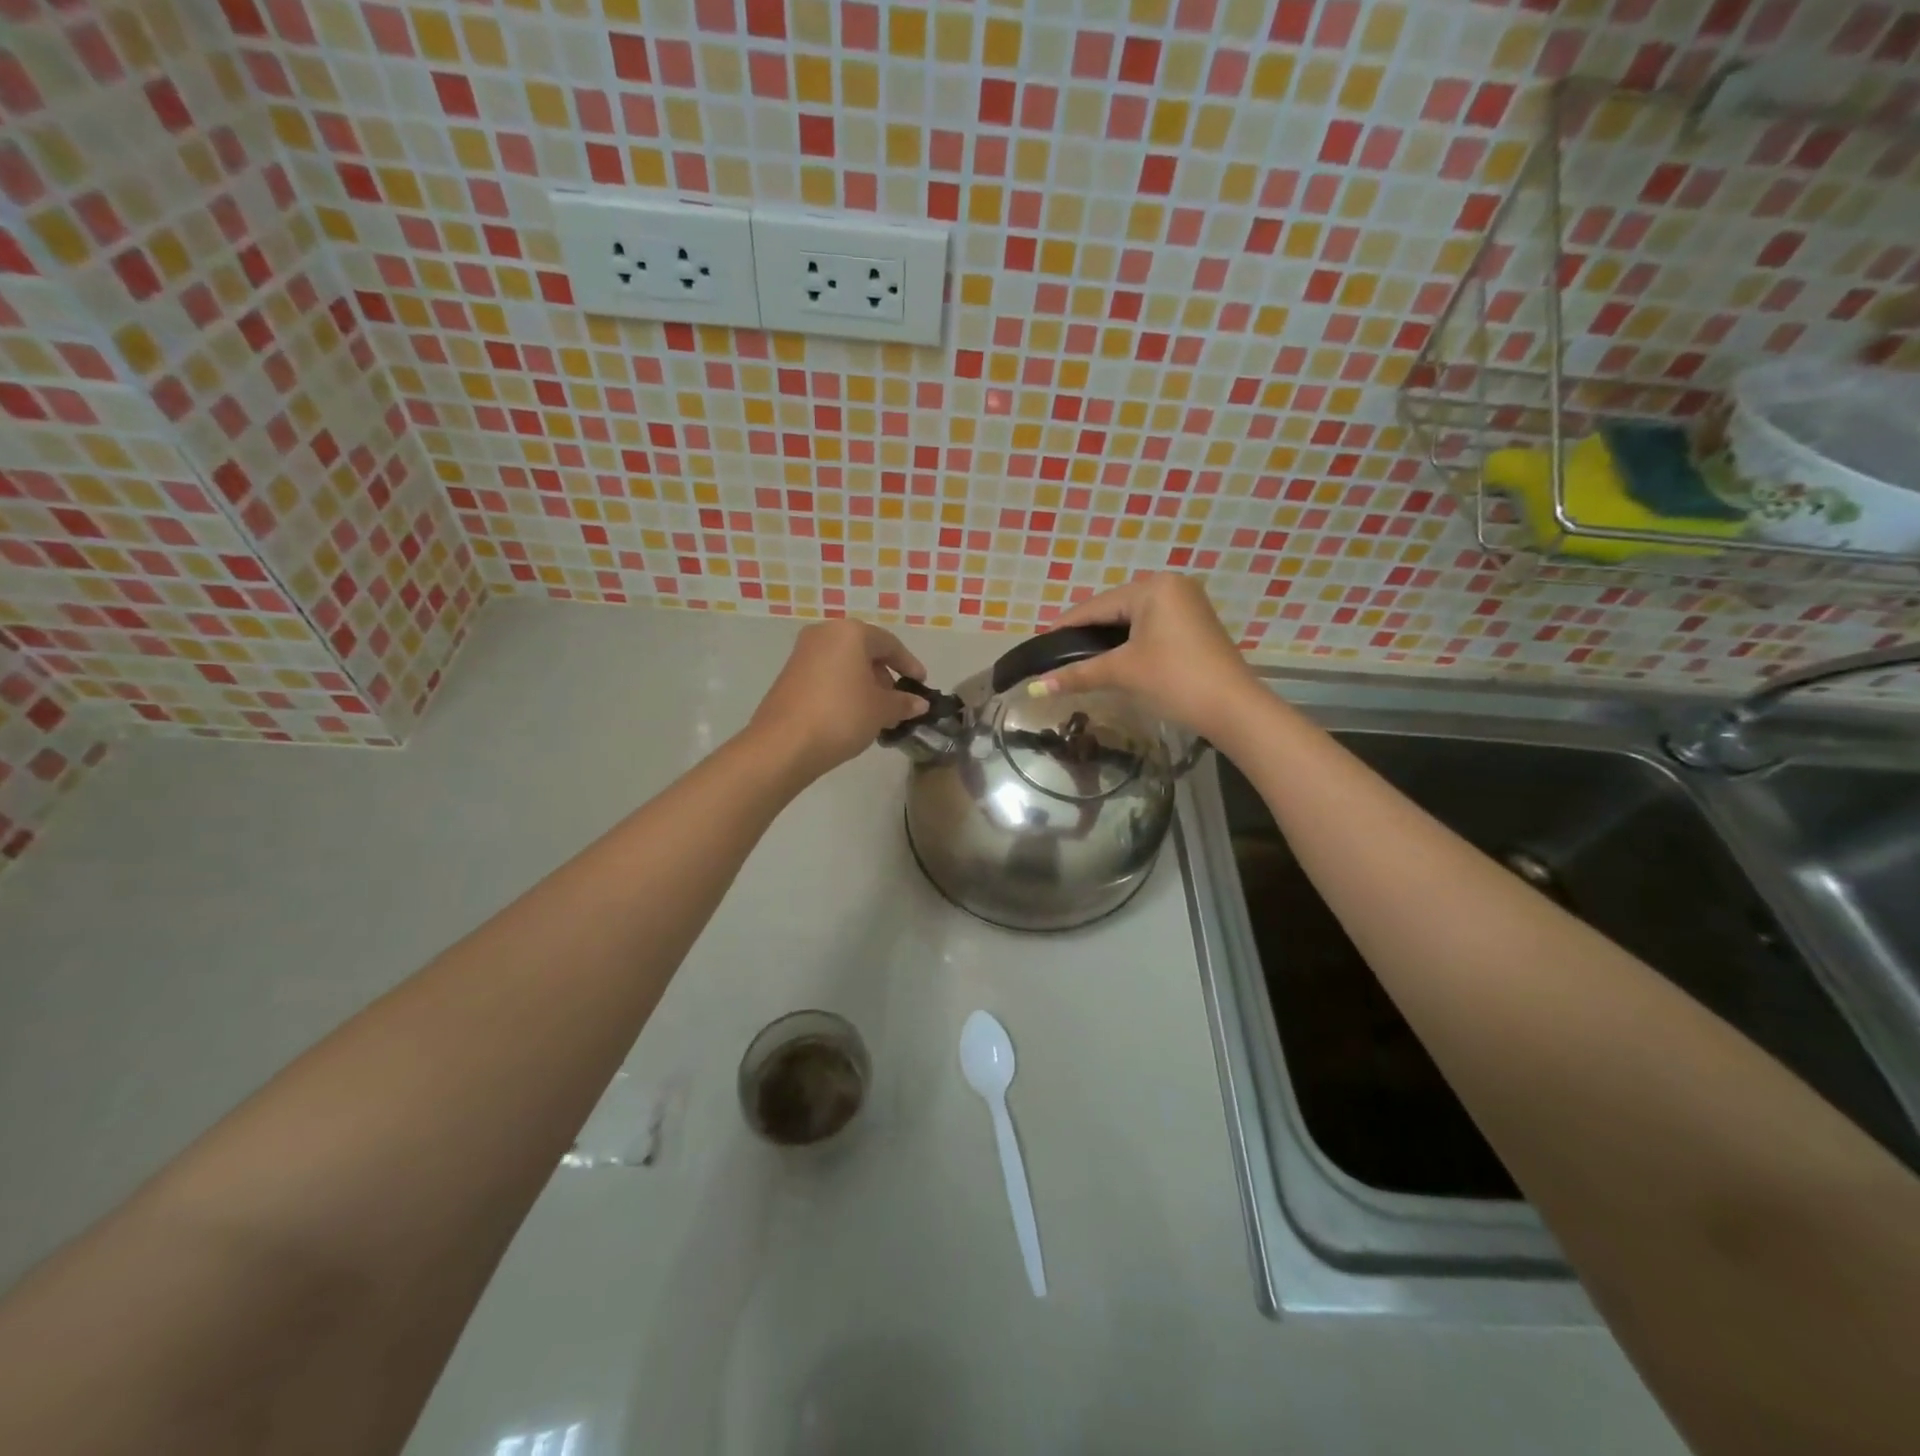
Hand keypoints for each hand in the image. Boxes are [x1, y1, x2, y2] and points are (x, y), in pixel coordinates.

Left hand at [747, 619, 928, 782]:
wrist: (784, 744)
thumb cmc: (842, 716)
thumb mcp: (881, 710)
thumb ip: (903, 702)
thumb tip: (919, 703)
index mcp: (850, 633)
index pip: (889, 644)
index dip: (909, 665)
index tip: (922, 684)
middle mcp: (824, 634)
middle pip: (864, 651)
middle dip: (884, 676)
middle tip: (898, 702)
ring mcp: (802, 653)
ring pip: (844, 664)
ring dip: (864, 684)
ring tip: (876, 713)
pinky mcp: (789, 675)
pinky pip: (827, 675)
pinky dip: (843, 689)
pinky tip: (851, 715)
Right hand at [1034, 574, 1256, 738]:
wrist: (1233, 709)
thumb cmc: (1175, 679)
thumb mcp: (1123, 672)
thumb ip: (1078, 674)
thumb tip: (1035, 687)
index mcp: (1154, 587)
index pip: (1097, 606)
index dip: (1066, 626)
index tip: (1040, 643)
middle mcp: (1172, 586)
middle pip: (1115, 609)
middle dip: (1087, 634)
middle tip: (1057, 656)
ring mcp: (1187, 605)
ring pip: (1133, 620)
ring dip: (1108, 640)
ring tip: (1079, 660)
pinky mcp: (1195, 626)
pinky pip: (1151, 628)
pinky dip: (1130, 643)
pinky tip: (1113, 659)